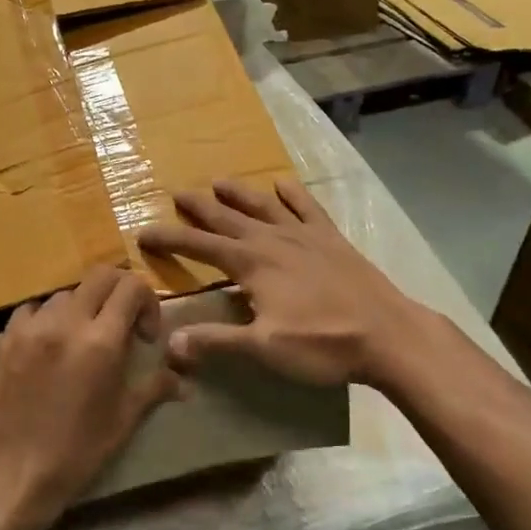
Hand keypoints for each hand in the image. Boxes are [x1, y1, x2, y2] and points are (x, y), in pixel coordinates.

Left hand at [0, 266, 178, 529]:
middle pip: (101, 276)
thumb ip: (155, 387)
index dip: (148, 303)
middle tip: (123, 325)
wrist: (15, 471)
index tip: (145, 336)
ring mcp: (33, 327)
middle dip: (120, 293)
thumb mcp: (124, 419)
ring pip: (67, 292)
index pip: (132, 287)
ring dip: (85, 306)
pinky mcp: (7, 337)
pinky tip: (53, 341)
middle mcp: (66, 322)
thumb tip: (184, 381)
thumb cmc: (78, 450)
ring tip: (86, 338)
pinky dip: (50, 315)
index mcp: (101, 341)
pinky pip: (34, 307)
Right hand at [137, 179, 431, 389]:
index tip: (143, 232)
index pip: (199, 246)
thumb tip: (169, 344)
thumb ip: (215, 342)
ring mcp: (305, 236)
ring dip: (239, 194)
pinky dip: (293, 194)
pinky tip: (283, 183)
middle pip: (227, 218)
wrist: (387, 335)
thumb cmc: (322, 344)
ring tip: (219, 181)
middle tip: (176, 193)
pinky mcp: (332, 240)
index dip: (169, 238)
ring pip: (263, 206)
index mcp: (252, 264)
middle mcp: (273, 240)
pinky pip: (307, 208)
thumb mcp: (263, 348)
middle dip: (199, 207)